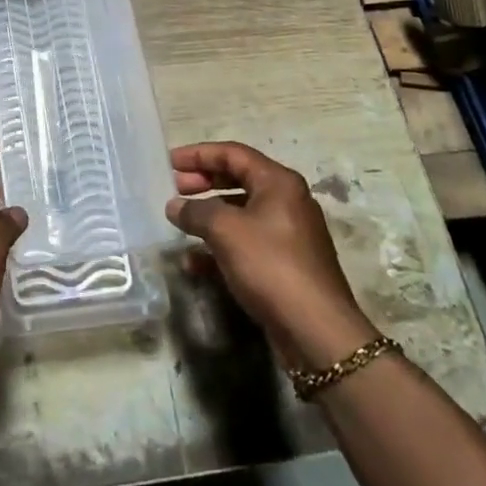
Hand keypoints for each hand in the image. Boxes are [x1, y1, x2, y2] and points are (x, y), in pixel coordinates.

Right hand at [166, 142, 376, 367]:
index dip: (198, 154)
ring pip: (240, 213)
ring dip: (208, 216)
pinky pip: (246, 243)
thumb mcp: (225, 230)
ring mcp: (288, 235)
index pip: (233, 153)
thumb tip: (174, 206)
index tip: (169, 162)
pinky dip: (220, 246)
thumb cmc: (270, 265)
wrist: (316, 332)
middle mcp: (287, 202)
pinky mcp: (285, 265)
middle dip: (203, 182)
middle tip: (174, 189)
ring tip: (179, 223)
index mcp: (278, 183)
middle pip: (238, 179)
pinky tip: (194, 262)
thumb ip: (196, 211)